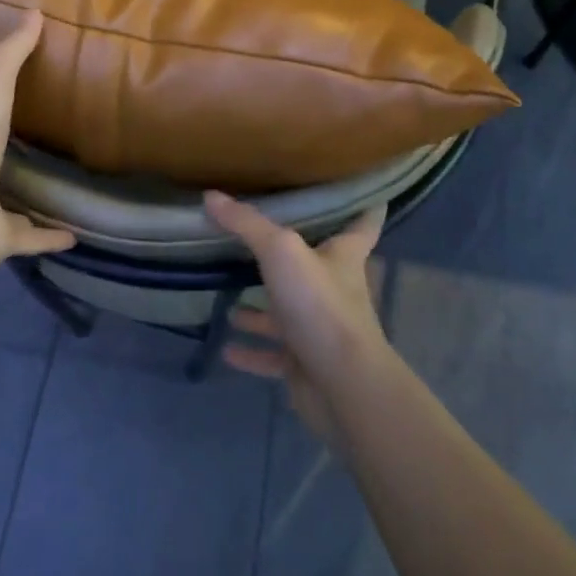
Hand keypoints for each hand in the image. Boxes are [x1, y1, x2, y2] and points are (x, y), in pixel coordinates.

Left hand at [0, 10, 72, 279]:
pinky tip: (76, 234)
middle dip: (5, 149)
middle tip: (36, 137)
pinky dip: (49, 236)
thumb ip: (11, 52)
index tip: (2, 94)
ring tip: (60, 184)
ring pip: (7, 200)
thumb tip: (35, 11)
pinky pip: (28, 237)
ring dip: (28, 195)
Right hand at [205, 193, 391, 445]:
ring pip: (288, 311)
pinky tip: (226, 347)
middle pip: (317, 264)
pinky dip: (252, 351)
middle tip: (262, 237)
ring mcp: (321, 328)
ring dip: (262, 309)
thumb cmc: (320, 305)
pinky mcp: (306, 362)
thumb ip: (246, 224)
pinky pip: (273, 354)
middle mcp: (336, 289)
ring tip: (229, 300)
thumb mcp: (281, 252)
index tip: (361, 189)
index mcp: (343, 256)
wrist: (342, 386)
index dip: (364, 203)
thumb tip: (211, 196)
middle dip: (292, 254)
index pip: (363, 222)